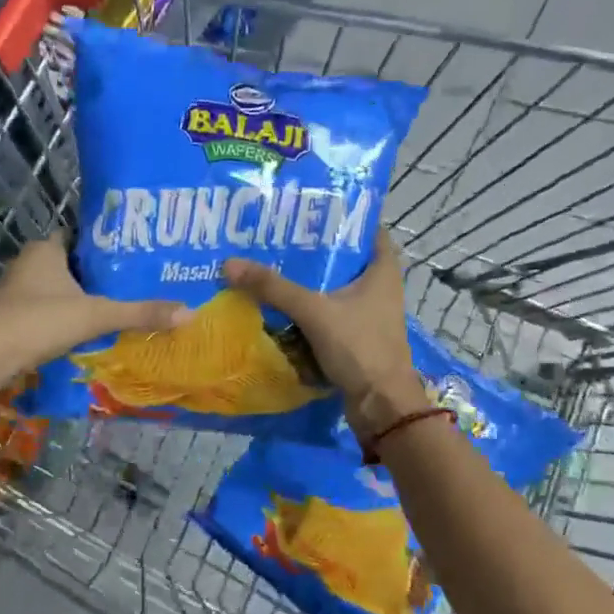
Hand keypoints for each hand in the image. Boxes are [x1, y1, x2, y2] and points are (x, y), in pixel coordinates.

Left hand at [0, 234, 189, 384]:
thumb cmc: (38, 321)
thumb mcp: (96, 315)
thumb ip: (139, 313)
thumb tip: (188, 313)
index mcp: (46, 249)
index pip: (81, 236)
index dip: (106, 244)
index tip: (134, 254)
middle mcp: (29, 264)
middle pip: (72, 263)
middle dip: (98, 274)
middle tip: (134, 282)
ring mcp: (17, 292)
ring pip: (59, 289)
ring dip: (82, 298)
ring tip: (119, 306)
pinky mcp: (12, 318)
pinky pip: (48, 310)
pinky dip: (67, 317)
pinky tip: (89, 331)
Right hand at [223, 232, 420, 441]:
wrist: (381, 406)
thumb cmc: (360, 348)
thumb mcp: (314, 312)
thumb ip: (274, 288)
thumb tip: (230, 264)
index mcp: (383, 271)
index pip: (368, 229)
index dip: (344, 215)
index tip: (310, 207)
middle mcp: (379, 288)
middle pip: (345, 259)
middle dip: (314, 249)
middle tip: (279, 235)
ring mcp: (368, 315)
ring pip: (333, 288)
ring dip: (308, 281)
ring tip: (272, 263)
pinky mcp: (356, 338)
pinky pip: (327, 314)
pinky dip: (307, 309)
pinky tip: (278, 304)